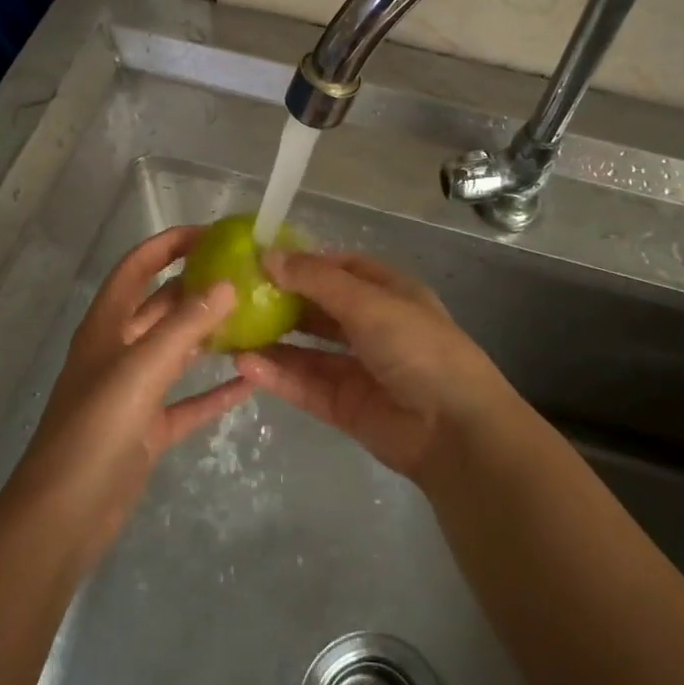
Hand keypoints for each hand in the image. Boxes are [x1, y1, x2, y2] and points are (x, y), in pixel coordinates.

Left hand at [7, 226, 249, 564]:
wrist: (64, 516)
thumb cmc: (96, 429)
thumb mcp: (142, 368)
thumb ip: (185, 325)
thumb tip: (228, 284)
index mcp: (106, 325)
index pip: (137, 266)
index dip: (169, 244)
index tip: (212, 233)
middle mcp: (119, 350)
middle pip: (161, 305)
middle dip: (198, 287)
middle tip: (245, 275)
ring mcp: (133, 391)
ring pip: (177, 351)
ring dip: (210, 335)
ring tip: (254, 318)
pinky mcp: (147, 429)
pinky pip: (188, 402)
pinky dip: (215, 392)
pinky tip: (251, 382)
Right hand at [235, 250, 515, 482]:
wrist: (454, 430)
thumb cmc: (417, 347)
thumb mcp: (368, 302)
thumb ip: (316, 280)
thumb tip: (268, 254)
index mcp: (387, 292)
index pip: (338, 268)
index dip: (302, 262)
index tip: (258, 258)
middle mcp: (371, 326)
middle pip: (317, 308)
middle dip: (280, 301)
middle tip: (233, 296)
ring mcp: (357, 367)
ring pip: (306, 349)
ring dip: (272, 340)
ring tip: (229, 331)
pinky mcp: (344, 405)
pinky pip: (304, 384)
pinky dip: (277, 374)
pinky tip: (245, 365)